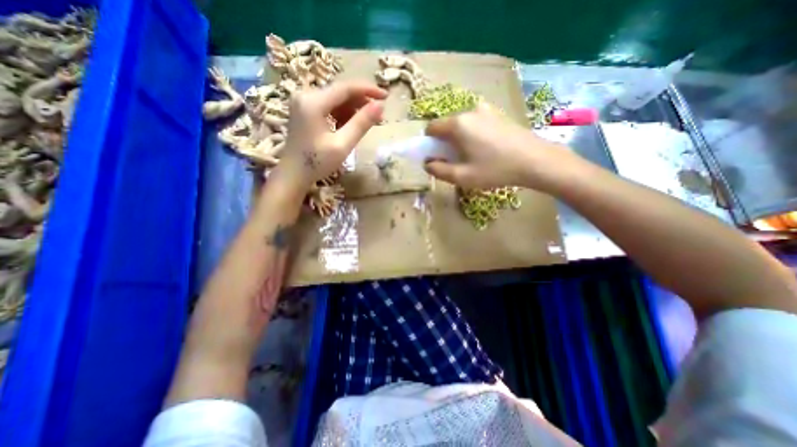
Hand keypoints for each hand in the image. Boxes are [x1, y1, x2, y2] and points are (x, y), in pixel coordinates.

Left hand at [273, 81, 387, 191]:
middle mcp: (306, 95)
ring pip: (336, 99)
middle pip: (340, 92)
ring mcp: (303, 101)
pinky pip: (328, 106)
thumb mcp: (342, 145)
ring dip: (353, 109)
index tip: (386, 96)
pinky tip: (349, 127)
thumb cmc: (317, 162)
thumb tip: (380, 106)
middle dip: (361, 102)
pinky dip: (342, 114)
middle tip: (379, 116)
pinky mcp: (304, 109)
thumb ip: (361, 124)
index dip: (368, 90)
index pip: (345, 88)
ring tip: (366, 124)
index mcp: (313, 102)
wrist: (293, 174)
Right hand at [422, 103, 565, 190]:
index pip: (431, 127)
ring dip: (459, 139)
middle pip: (447, 125)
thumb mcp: (462, 176)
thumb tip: (427, 163)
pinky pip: (475, 123)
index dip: (429, 143)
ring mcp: (486, 110)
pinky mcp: (497, 114)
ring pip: (461, 124)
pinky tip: (485, 149)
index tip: (437, 156)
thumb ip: (439, 170)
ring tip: (472, 156)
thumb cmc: (495, 169)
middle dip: (445, 142)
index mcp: (458, 124)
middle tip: (455, 160)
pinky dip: (472, 134)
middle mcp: (470, 111)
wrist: (536, 160)